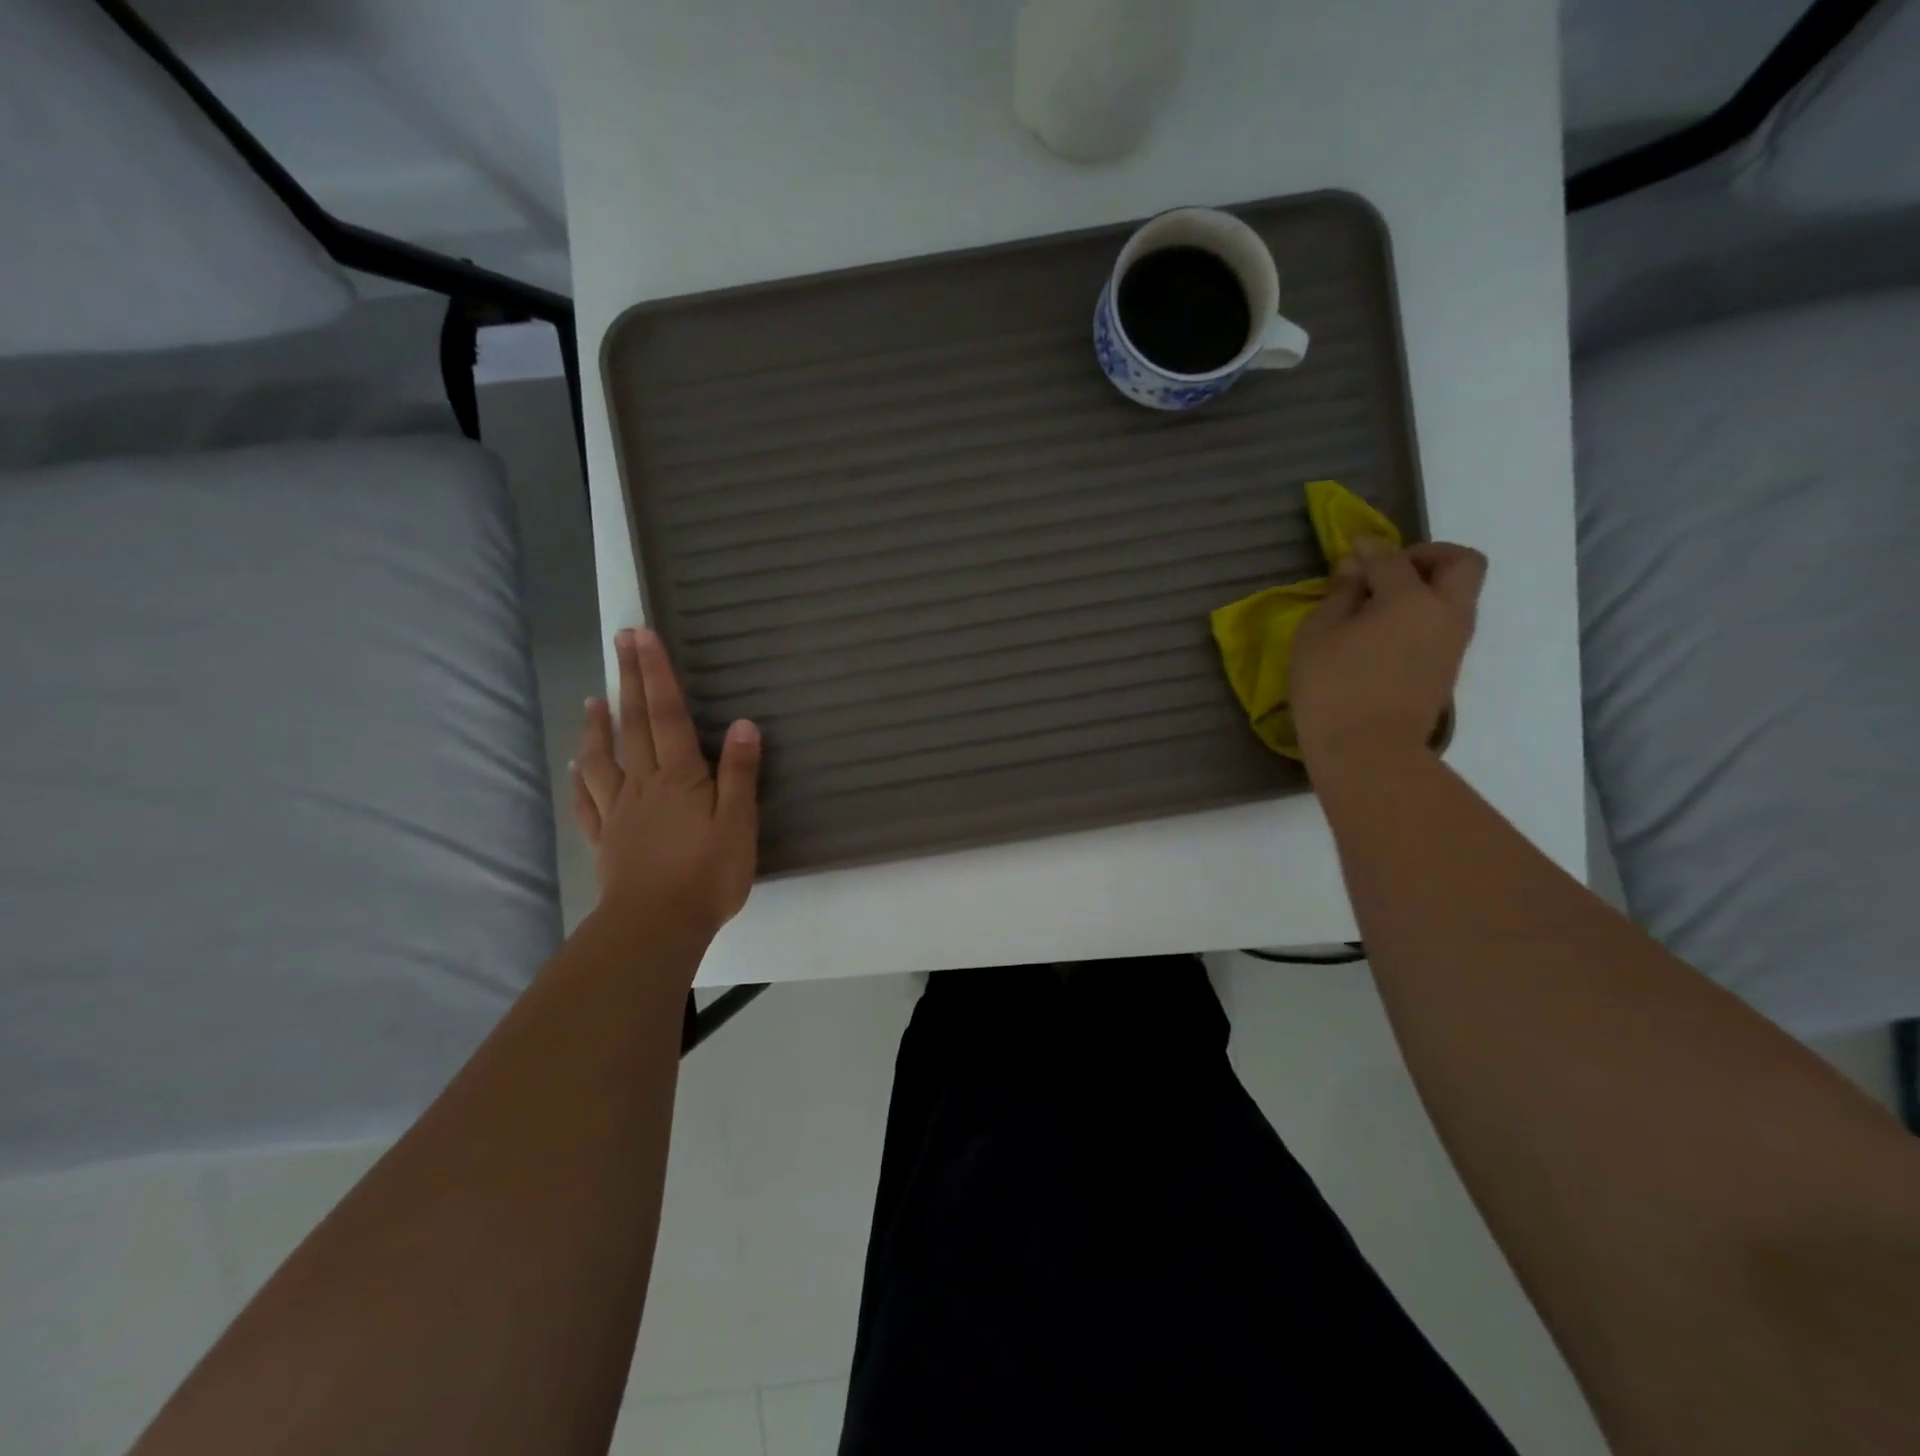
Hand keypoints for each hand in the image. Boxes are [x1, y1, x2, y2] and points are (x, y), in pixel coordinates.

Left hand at [570, 628, 760, 942]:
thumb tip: (742, 724)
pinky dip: (581, 778)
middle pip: (635, 724)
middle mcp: (644, 784)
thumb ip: (739, 773)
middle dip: (630, 680)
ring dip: (599, 725)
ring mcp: (620, 811)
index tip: (644, 635)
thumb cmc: (708, 873)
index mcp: (680, 777)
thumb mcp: (739, 823)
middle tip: (620, 640)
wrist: (657, 925)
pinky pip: (589, 801)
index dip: (657, 674)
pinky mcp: (606, 839)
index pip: (668, 715)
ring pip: (604, 757)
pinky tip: (577, 766)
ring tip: (594, 699)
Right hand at [1290, 538, 1486, 768]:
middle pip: (1461, 563)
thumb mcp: (1318, 634)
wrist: (1367, 753)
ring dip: (1428, 587)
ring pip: (1458, 594)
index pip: (1392, 558)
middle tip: (1389, 570)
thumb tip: (1355, 568)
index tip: (1349, 548)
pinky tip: (1386, 632)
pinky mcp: (1447, 668)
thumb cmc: (1332, 688)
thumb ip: (1340, 594)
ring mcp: (1453, 643)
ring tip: (1381, 604)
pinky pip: (1445, 622)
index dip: (1367, 549)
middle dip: (1428, 556)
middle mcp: (1445, 613)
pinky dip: (1423, 613)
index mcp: (1412, 599)